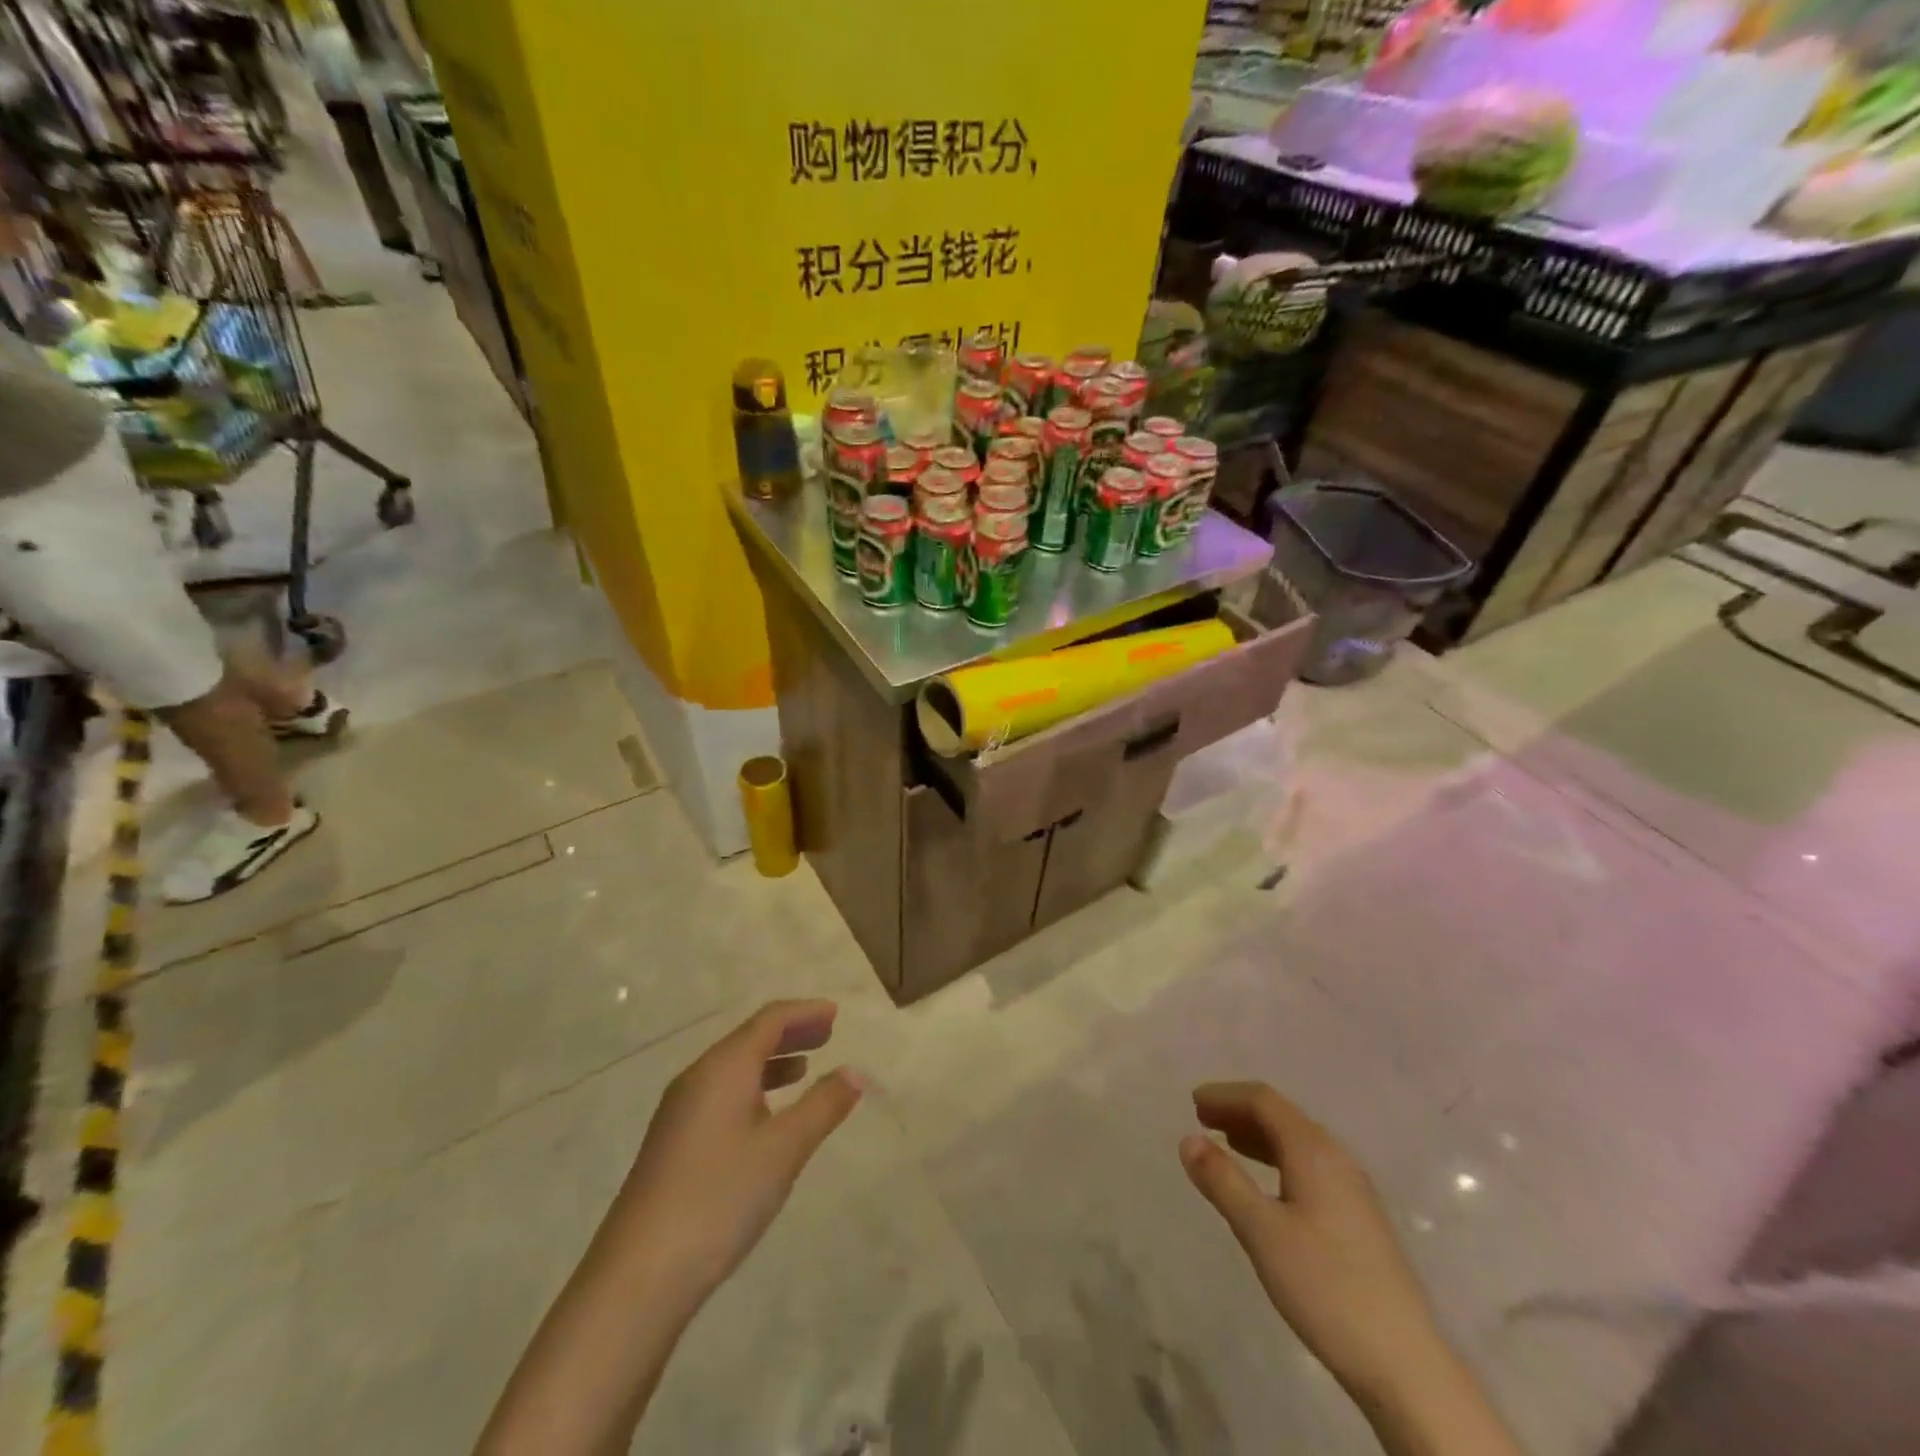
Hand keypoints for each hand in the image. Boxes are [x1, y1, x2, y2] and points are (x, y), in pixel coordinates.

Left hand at [603, 999, 865, 1317]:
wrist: (638, 1276)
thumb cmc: (719, 1199)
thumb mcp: (783, 1150)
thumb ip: (823, 1106)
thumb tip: (855, 1071)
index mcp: (724, 1068)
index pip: (769, 1020)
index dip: (804, 1012)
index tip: (835, 1013)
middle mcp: (698, 1078)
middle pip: (750, 1039)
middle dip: (790, 1032)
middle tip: (828, 1034)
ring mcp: (680, 1111)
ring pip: (734, 1068)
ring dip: (772, 1061)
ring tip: (804, 1069)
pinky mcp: (673, 1142)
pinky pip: (721, 1093)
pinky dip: (753, 1088)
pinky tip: (767, 1116)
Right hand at [1178, 1082, 1446, 1405]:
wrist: (1406, 1364)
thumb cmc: (1325, 1286)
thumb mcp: (1261, 1231)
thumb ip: (1223, 1181)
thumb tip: (1187, 1139)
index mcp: (1313, 1151)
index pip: (1264, 1101)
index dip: (1226, 1095)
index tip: (1193, 1102)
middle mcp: (1337, 1158)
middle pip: (1283, 1116)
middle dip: (1240, 1111)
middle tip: (1202, 1118)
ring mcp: (1354, 1189)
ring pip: (1298, 1142)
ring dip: (1258, 1135)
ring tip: (1226, 1144)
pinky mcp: (1360, 1219)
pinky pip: (1310, 1166)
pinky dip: (1278, 1159)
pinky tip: (1268, 1186)